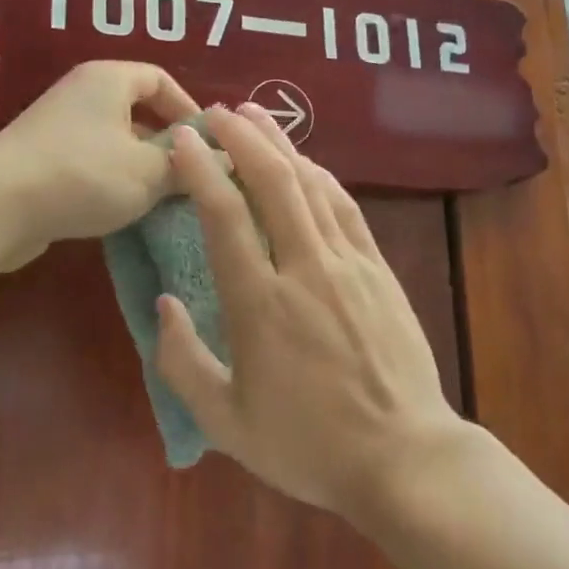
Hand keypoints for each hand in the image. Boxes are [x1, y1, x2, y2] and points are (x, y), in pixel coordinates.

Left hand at [0, 61, 197, 268]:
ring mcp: (57, 129)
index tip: (208, 143)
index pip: (160, 79)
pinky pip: (90, 165)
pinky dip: (111, 182)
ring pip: (114, 142)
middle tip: (190, 175)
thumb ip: (189, 165)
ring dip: (140, 168)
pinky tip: (125, 212)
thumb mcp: (151, 171)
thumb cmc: (85, 174)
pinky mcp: (41, 163)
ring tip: (164, 199)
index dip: (189, 108)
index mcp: (109, 80)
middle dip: (166, 143)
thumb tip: (226, 160)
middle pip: (137, 111)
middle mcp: (81, 95)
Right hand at [154, 104, 467, 514]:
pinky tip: (307, 164)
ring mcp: (349, 265)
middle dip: (242, 138)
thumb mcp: (227, 422)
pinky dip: (321, 178)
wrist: (404, 456)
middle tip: (217, 112)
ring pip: (312, 186)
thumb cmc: (309, 446)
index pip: (225, 218)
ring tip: (256, 117)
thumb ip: (183, 362)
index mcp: (261, 305)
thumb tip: (165, 303)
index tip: (181, 139)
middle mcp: (306, 269)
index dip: (201, 170)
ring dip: (282, 145)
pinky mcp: (379, 271)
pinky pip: (346, 209)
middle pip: (273, 183)